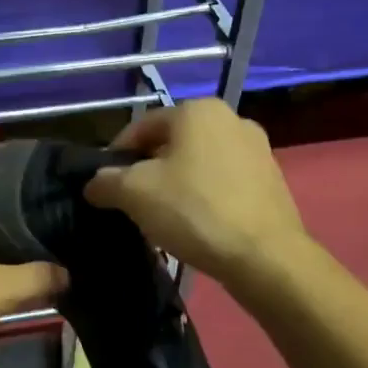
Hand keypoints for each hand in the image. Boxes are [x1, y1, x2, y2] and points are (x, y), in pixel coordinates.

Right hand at [83, 98, 307, 286]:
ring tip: (164, 218)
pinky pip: (225, 182)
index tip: (105, 185)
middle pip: (172, 143)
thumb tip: (95, 183)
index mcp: (197, 110)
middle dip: (149, 170)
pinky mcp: (272, 180)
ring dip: (177, 184)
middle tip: (133, 203)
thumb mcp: (134, 194)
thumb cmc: (194, 211)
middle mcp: (231, 118)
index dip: (116, 155)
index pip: (141, 127)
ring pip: (199, 163)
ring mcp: (258, 149)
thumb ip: (106, 181)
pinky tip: (197, 225)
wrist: (265, 257)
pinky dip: (205, 197)